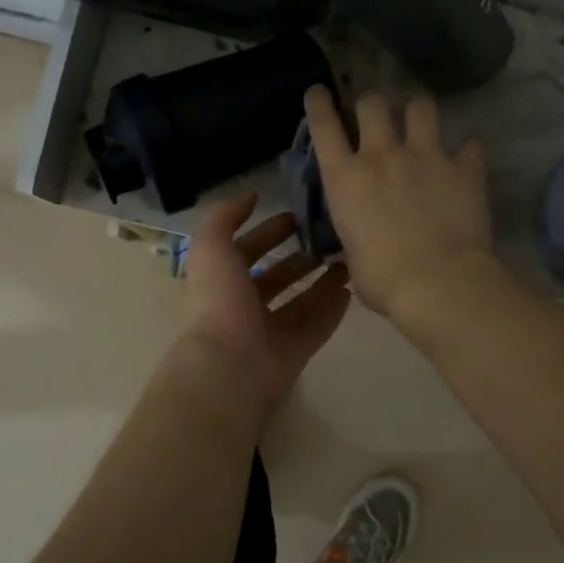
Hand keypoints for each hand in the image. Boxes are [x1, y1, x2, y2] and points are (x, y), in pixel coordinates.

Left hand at [178, 193, 350, 412]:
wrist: (229, 365)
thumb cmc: (219, 301)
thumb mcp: (212, 246)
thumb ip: (225, 217)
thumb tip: (250, 197)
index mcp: (223, 280)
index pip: (247, 250)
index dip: (269, 232)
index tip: (298, 216)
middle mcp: (244, 306)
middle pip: (277, 277)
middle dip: (300, 258)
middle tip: (330, 239)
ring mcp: (270, 332)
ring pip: (300, 302)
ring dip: (322, 281)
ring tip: (348, 262)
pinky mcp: (293, 352)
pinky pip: (317, 327)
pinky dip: (332, 310)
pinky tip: (351, 290)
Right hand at [304, 86, 496, 321]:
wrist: (437, 284)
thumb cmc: (383, 281)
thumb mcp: (352, 255)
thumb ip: (354, 232)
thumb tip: (361, 237)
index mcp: (345, 179)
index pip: (324, 126)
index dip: (319, 103)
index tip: (320, 92)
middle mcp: (381, 156)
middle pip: (372, 103)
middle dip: (373, 104)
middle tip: (379, 115)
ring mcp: (424, 156)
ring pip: (421, 106)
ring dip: (419, 112)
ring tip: (422, 123)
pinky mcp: (463, 167)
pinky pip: (471, 143)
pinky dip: (469, 148)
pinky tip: (469, 155)